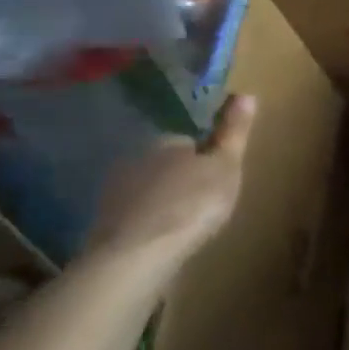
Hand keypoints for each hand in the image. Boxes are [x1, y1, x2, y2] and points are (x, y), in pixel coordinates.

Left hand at [85, 95, 257, 260]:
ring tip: (183, 222)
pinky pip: (133, 214)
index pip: (189, 139)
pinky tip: (159, 238)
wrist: (136, 256)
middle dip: (182, 176)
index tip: (217, 174)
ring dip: (162, 199)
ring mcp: (114, 191)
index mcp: (167, 140)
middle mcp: (135, 158)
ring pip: (148, 189)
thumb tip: (246, 93)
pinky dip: (146, 221)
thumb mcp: (226, 166)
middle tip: (204, 200)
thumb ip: (234, 132)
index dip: (205, 155)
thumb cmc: (191, 204)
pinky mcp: (102, 223)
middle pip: (166, 162)